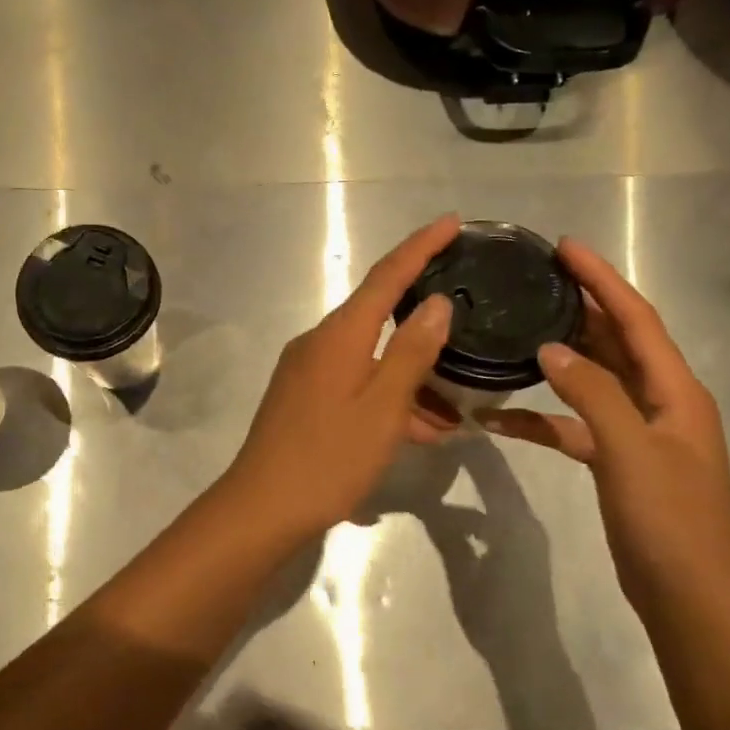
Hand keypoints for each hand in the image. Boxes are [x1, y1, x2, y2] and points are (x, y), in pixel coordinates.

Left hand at [224, 214, 459, 537]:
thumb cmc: (329, 457)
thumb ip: (411, 352)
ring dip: (411, 376)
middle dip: (423, 318)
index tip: (452, 222)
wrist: (262, 507)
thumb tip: (437, 302)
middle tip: (466, 318)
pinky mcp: (303, 397)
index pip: (387, 276)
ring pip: (371, 357)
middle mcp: (320, 342)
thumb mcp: (383, 407)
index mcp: (340, 335)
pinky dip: (388, 397)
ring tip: (456, 406)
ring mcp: (308, 371)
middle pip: (379, 314)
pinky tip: (421, 430)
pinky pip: (356, 382)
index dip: (421, 246)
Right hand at [478, 239, 729, 611]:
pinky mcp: (616, 463)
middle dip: (580, 308)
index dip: (602, 280)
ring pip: (593, 380)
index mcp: (675, 391)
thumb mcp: (631, 452)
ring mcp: (637, 434)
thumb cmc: (670, 521)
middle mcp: (659, 403)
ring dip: (559, 359)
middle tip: (535, 280)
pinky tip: (500, 419)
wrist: (690, 597)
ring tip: (518, 331)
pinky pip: (573, 426)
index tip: (565, 247)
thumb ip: (592, 394)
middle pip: (616, 342)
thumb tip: (550, 349)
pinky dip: (542, 419)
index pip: (636, 319)